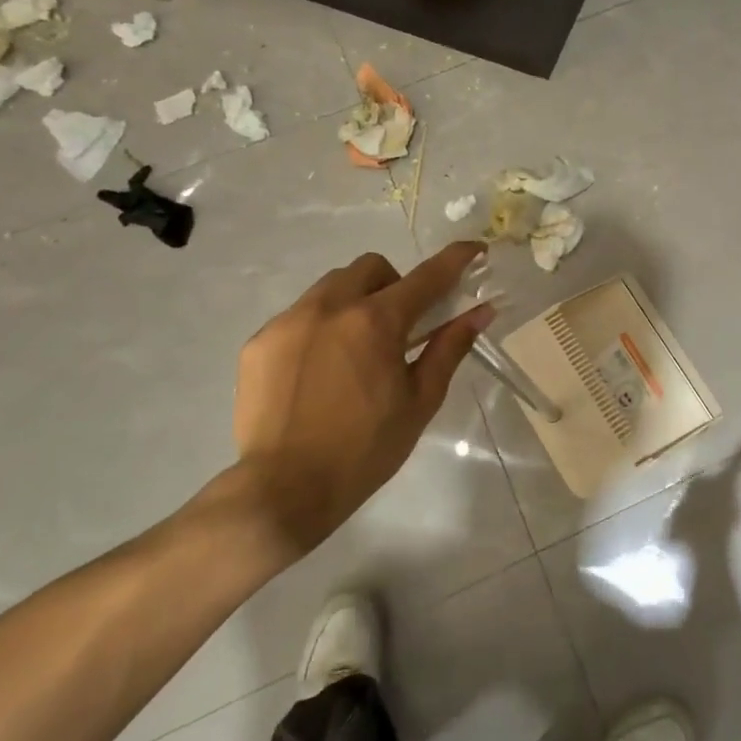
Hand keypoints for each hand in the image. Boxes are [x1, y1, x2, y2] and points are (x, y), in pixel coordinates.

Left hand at [229, 242, 494, 558]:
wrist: (283, 490)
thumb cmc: (365, 450)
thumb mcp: (420, 401)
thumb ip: (449, 348)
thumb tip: (481, 311)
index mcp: (376, 321)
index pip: (427, 276)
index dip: (456, 259)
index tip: (474, 250)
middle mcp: (330, 307)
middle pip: (372, 267)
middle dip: (395, 283)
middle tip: (401, 325)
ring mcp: (289, 321)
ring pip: (331, 286)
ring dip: (355, 300)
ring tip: (355, 348)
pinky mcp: (259, 342)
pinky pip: (299, 315)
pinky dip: (320, 327)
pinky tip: (319, 370)